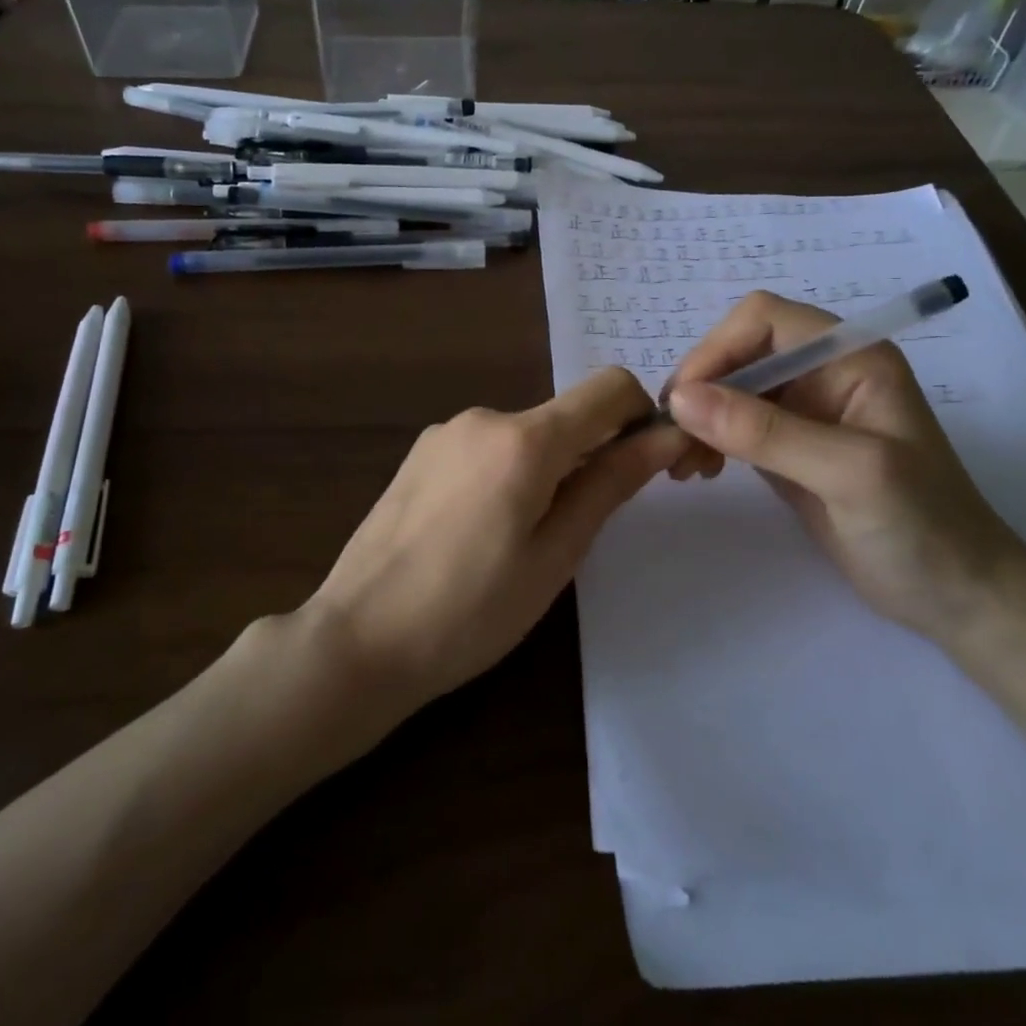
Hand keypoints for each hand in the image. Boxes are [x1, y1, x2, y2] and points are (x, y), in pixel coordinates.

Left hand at [306, 369, 683, 709]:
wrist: (358, 637)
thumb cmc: (470, 612)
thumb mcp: (555, 555)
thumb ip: (609, 485)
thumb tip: (666, 437)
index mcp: (524, 439)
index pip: (610, 388)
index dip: (643, 416)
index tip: (649, 467)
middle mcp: (483, 417)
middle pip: (566, 415)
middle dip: (593, 454)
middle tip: (586, 527)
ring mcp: (445, 432)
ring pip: (526, 435)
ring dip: (548, 469)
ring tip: (525, 541)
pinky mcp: (420, 453)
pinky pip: (486, 448)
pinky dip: (508, 474)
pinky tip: (482, 532)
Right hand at [662, 291, 1025, 645]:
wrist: (957, 598)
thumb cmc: (922, 527)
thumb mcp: (849, 473)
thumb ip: (766, 432)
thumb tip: (680, 399)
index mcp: (850, 357)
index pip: (764, 319)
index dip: (717, 349)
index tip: (684, 401)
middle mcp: (823, 372)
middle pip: (739, 351)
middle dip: (700, 388)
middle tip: (672, 439)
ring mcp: (804, 411)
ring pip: (727, 389)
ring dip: (697, 418)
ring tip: (680, 464)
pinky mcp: (786, 447)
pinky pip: (731, 425)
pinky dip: (706, 440)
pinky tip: (699, 471)